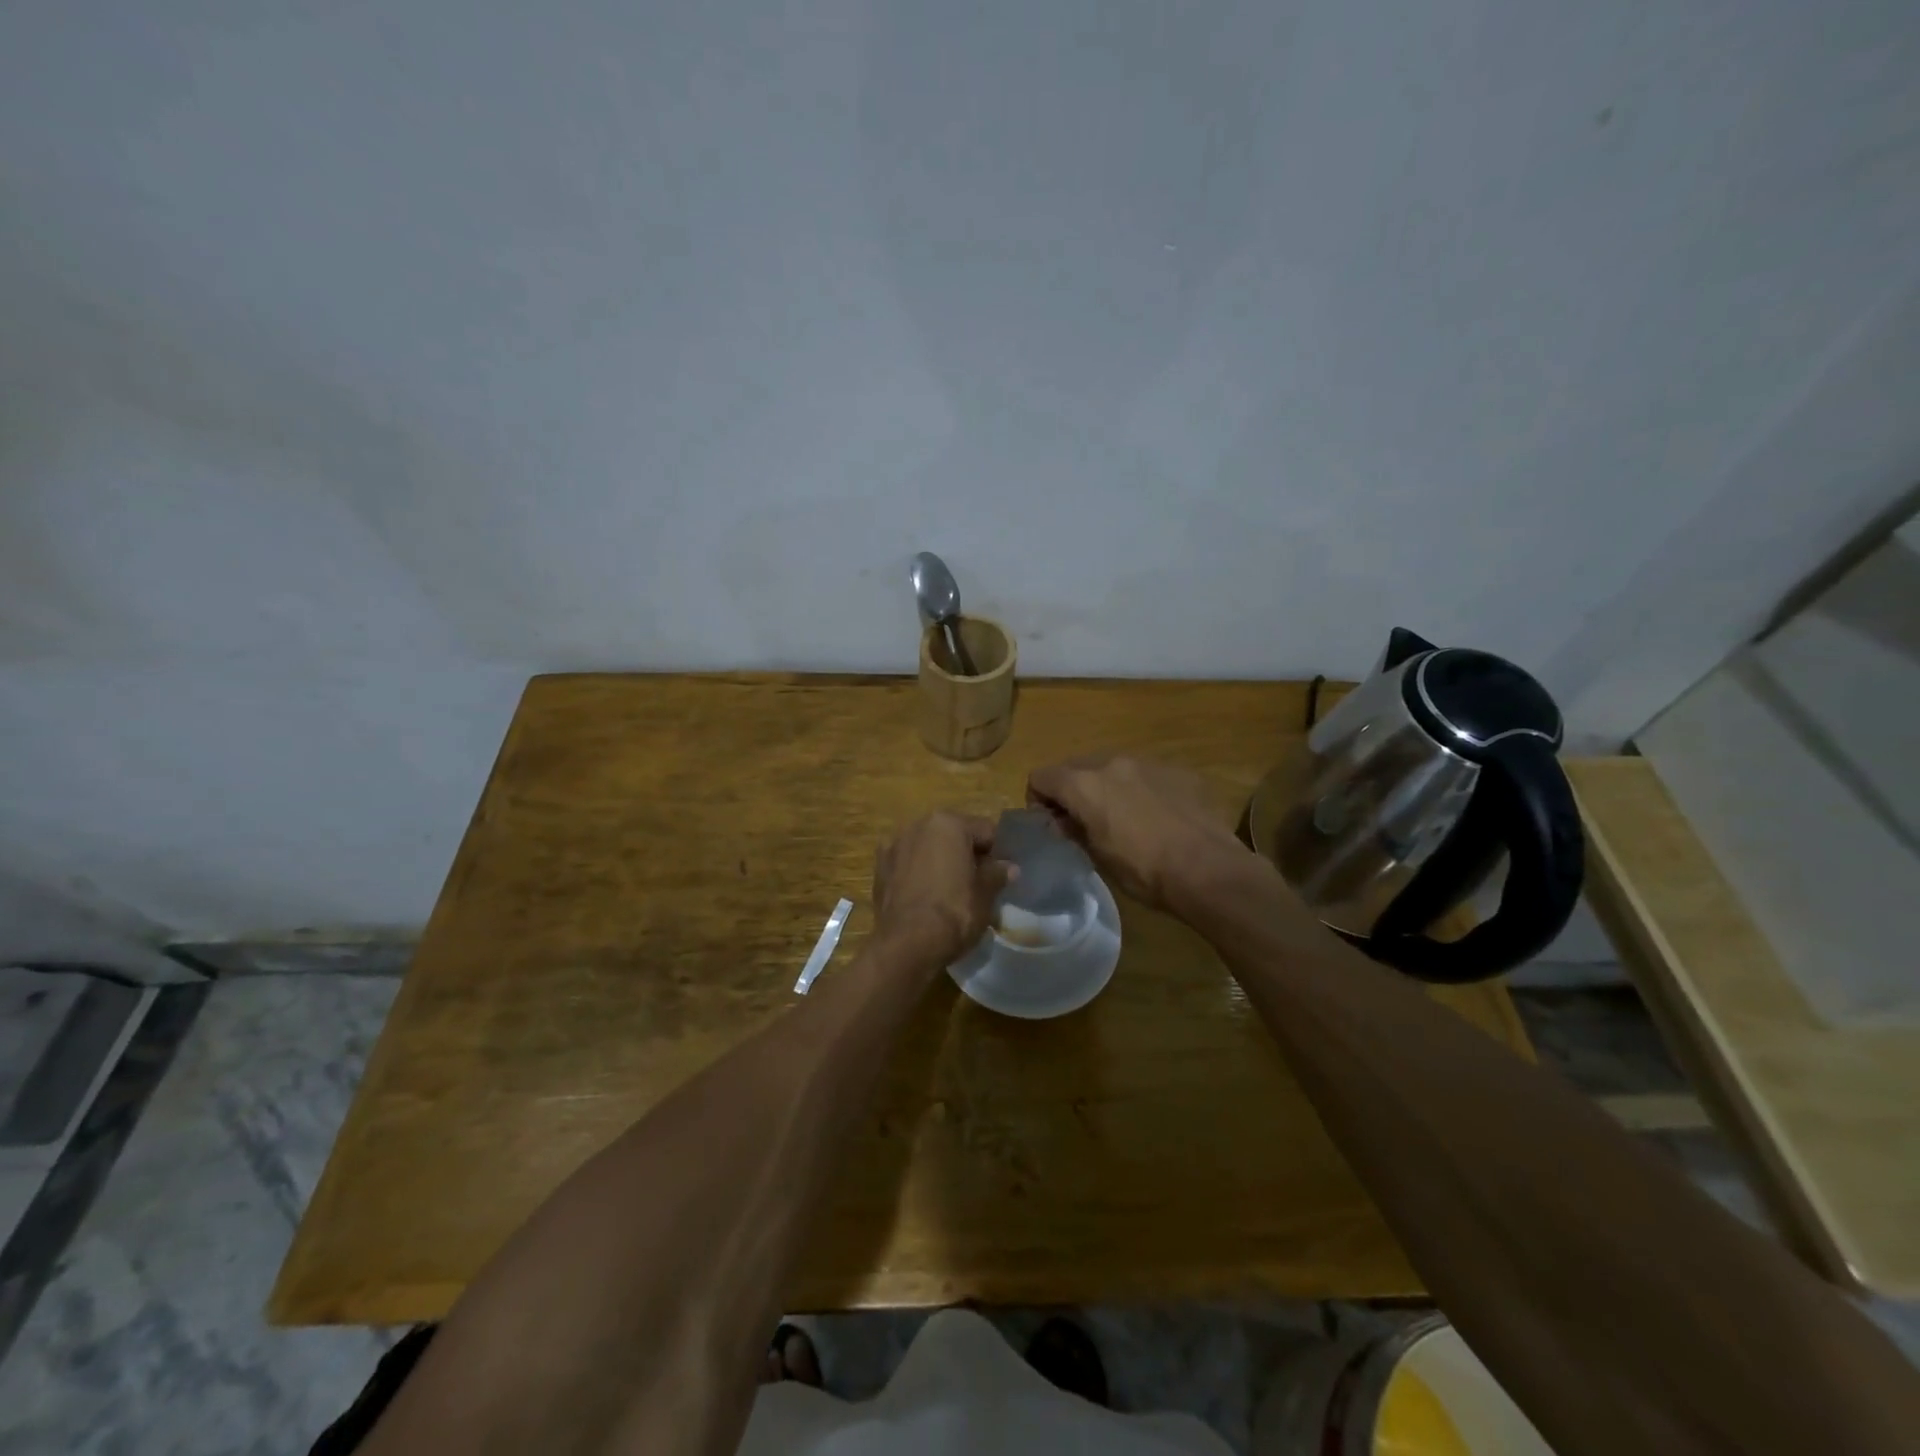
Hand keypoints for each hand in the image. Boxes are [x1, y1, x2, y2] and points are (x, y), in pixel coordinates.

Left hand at [872, 812, 1009, 963]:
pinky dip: (917, 873)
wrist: (907, 944)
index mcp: (948, 823)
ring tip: (948, 891)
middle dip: (965, 854)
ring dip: (939, 861)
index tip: (1000, 874)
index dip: (997, 853)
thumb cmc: (954, 913)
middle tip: (976, 883)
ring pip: (927, 848)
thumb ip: (997, 874)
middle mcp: (918, 825)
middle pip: (953, 835)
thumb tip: (1009, 867)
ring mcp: (894, 845)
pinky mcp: (879, 868)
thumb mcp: (985, 895)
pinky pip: (907, 864)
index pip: (985, 831)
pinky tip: (924, 896)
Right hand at [1027, 756, 1248, 909]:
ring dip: (1107, 786)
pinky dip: (1141, 789)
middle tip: (1083, 821)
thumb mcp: (1098, 858)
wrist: (1209, 870)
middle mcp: (1112, 763)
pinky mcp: (1178, 771)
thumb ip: (1075, 830)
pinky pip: (1146, 774)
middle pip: (1075, 766)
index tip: (1051, 823)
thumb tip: (1064, 822)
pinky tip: (1157, 817)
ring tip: (1123, 818)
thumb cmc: (1145, 871)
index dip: (1038, 800)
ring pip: (1113, 766)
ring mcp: (1148, 762)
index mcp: (1084, 785)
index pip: (1041, 777)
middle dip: (1072, 789)